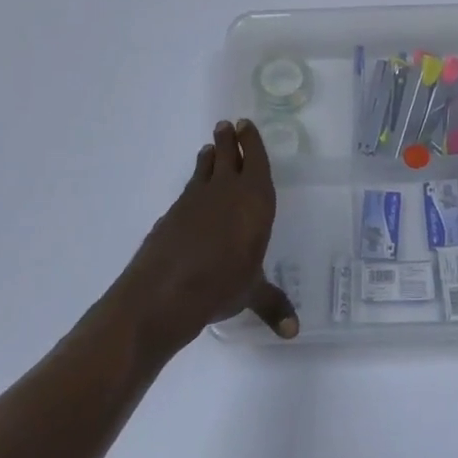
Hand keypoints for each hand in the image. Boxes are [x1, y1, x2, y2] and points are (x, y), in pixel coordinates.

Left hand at [109, 120, 297, 351]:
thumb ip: (273, 305)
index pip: (255, 161)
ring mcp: (194, 200)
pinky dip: (194, 184)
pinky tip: (192, 193)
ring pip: (205, 168)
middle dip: (229, 139)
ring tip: (209, 147)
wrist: (164, 290)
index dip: (252, 142)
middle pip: (228, 155)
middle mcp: (226, 191)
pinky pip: (188, 190)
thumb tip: (293, 333)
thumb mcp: (251, 293)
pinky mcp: (172, 214)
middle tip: (227, 124)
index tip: (245, 124)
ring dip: (209, 156)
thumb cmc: (221, 285)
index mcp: (254, 201)